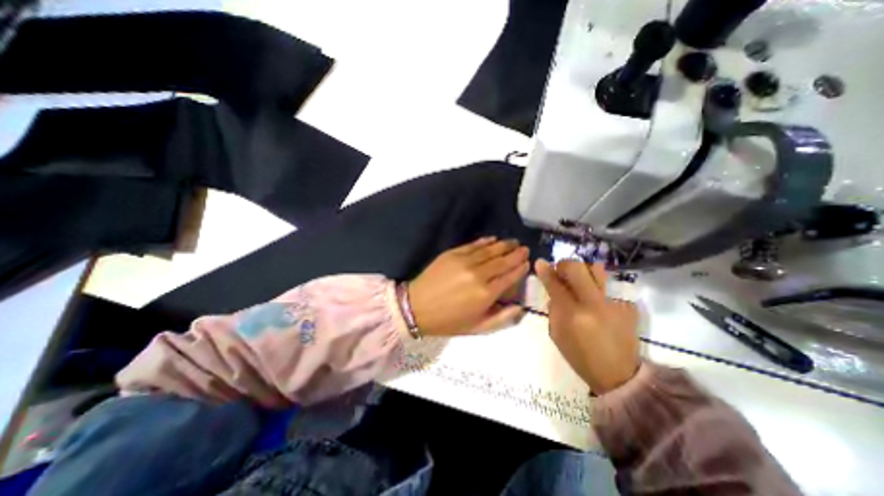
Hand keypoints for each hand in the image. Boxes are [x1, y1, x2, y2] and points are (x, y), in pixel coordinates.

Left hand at [409, 237, 527, 336]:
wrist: (417, 307)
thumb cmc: (448, 321)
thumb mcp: (477, 328)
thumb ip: (502, 317)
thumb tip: (520, 305)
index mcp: (486, 294)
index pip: (510, 276)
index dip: (520, 268)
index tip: (527, 262)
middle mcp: (478, 274)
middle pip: (503, 260)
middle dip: (516, 254)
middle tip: (524, 248)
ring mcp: (465, 261)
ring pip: (490, 250)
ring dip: (504, 245)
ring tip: (513, 242)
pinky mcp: (453, 253)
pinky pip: (473, 245)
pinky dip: (485, 241)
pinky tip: (493, 239)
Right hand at [535, 260, 639, 394]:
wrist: (619, 375)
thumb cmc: (580, 356)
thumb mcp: (557, 334)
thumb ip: (553, 307)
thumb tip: (551, 286)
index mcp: (572, 315)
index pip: (555, 284)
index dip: (546, 271)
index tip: (540, 262)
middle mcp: (594, 304)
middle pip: (577, 268)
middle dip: (565, 265)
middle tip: (561, 272)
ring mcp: (613, 302)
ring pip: (596, 269)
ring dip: (583, 271)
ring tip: (580, 282)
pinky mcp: (628, 305)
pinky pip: (608, 284)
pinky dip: (597, 287)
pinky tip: (596, 300)